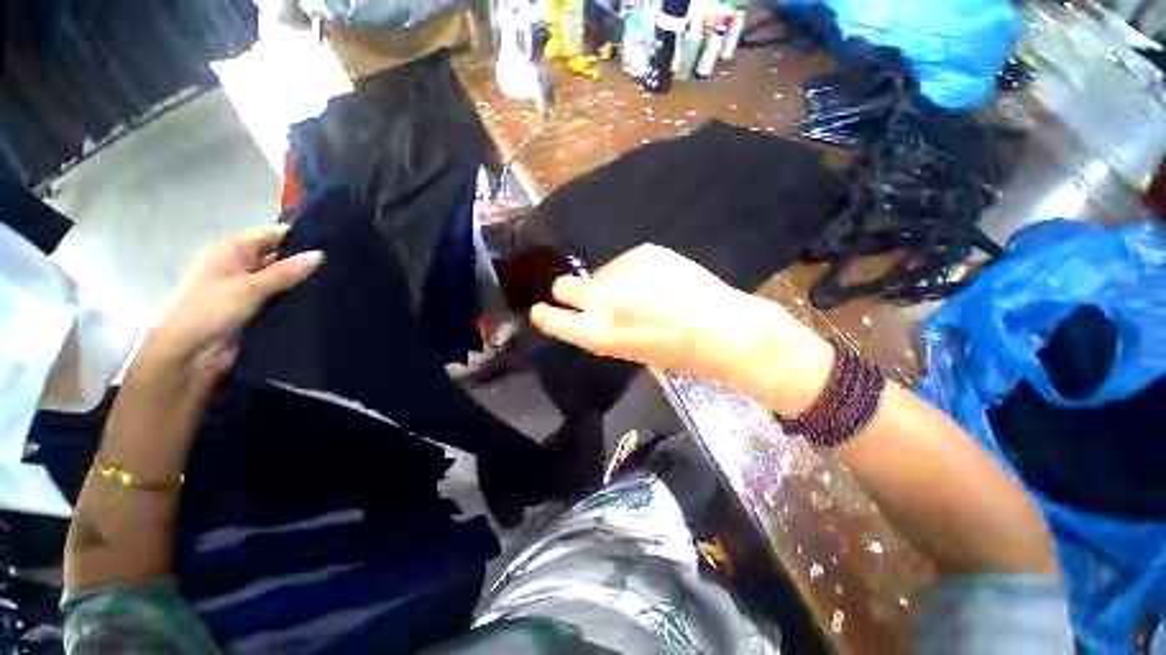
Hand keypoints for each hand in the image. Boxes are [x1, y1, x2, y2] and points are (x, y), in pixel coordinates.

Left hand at [100, 226, 322, 475]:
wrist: (189, 357)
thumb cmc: (209, 312)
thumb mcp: (248, 288)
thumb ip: (285, 272)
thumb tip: (320, 255)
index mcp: (232, 251)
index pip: (271, 235)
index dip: (299, 236)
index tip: (334, 241)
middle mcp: (241, 265)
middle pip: (279, 256)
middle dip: (306, 260)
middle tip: (345, 263)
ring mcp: (249, 289)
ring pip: (284, 278)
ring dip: (304, 281)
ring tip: (341, 280)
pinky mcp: (258, 309)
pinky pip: (283, 297)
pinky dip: (299, 297)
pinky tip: (325, 297)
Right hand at [530, 244, 832, 415]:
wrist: (720, 329)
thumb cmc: (676, 353)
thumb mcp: (628, 350)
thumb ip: (603, 328)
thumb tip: (595, 308)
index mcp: (596, 334)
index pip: (551, 318)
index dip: (544, 314)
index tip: (540, 309)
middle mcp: (601, 301)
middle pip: (563, 286)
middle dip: (568, 290)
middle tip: (588, 293)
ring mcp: (620, 273)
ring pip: (600, 272)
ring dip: (611, 281)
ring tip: (644, 292)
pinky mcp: (643, 252)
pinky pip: (628, 261)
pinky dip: (637, 270)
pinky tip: (660, 281)